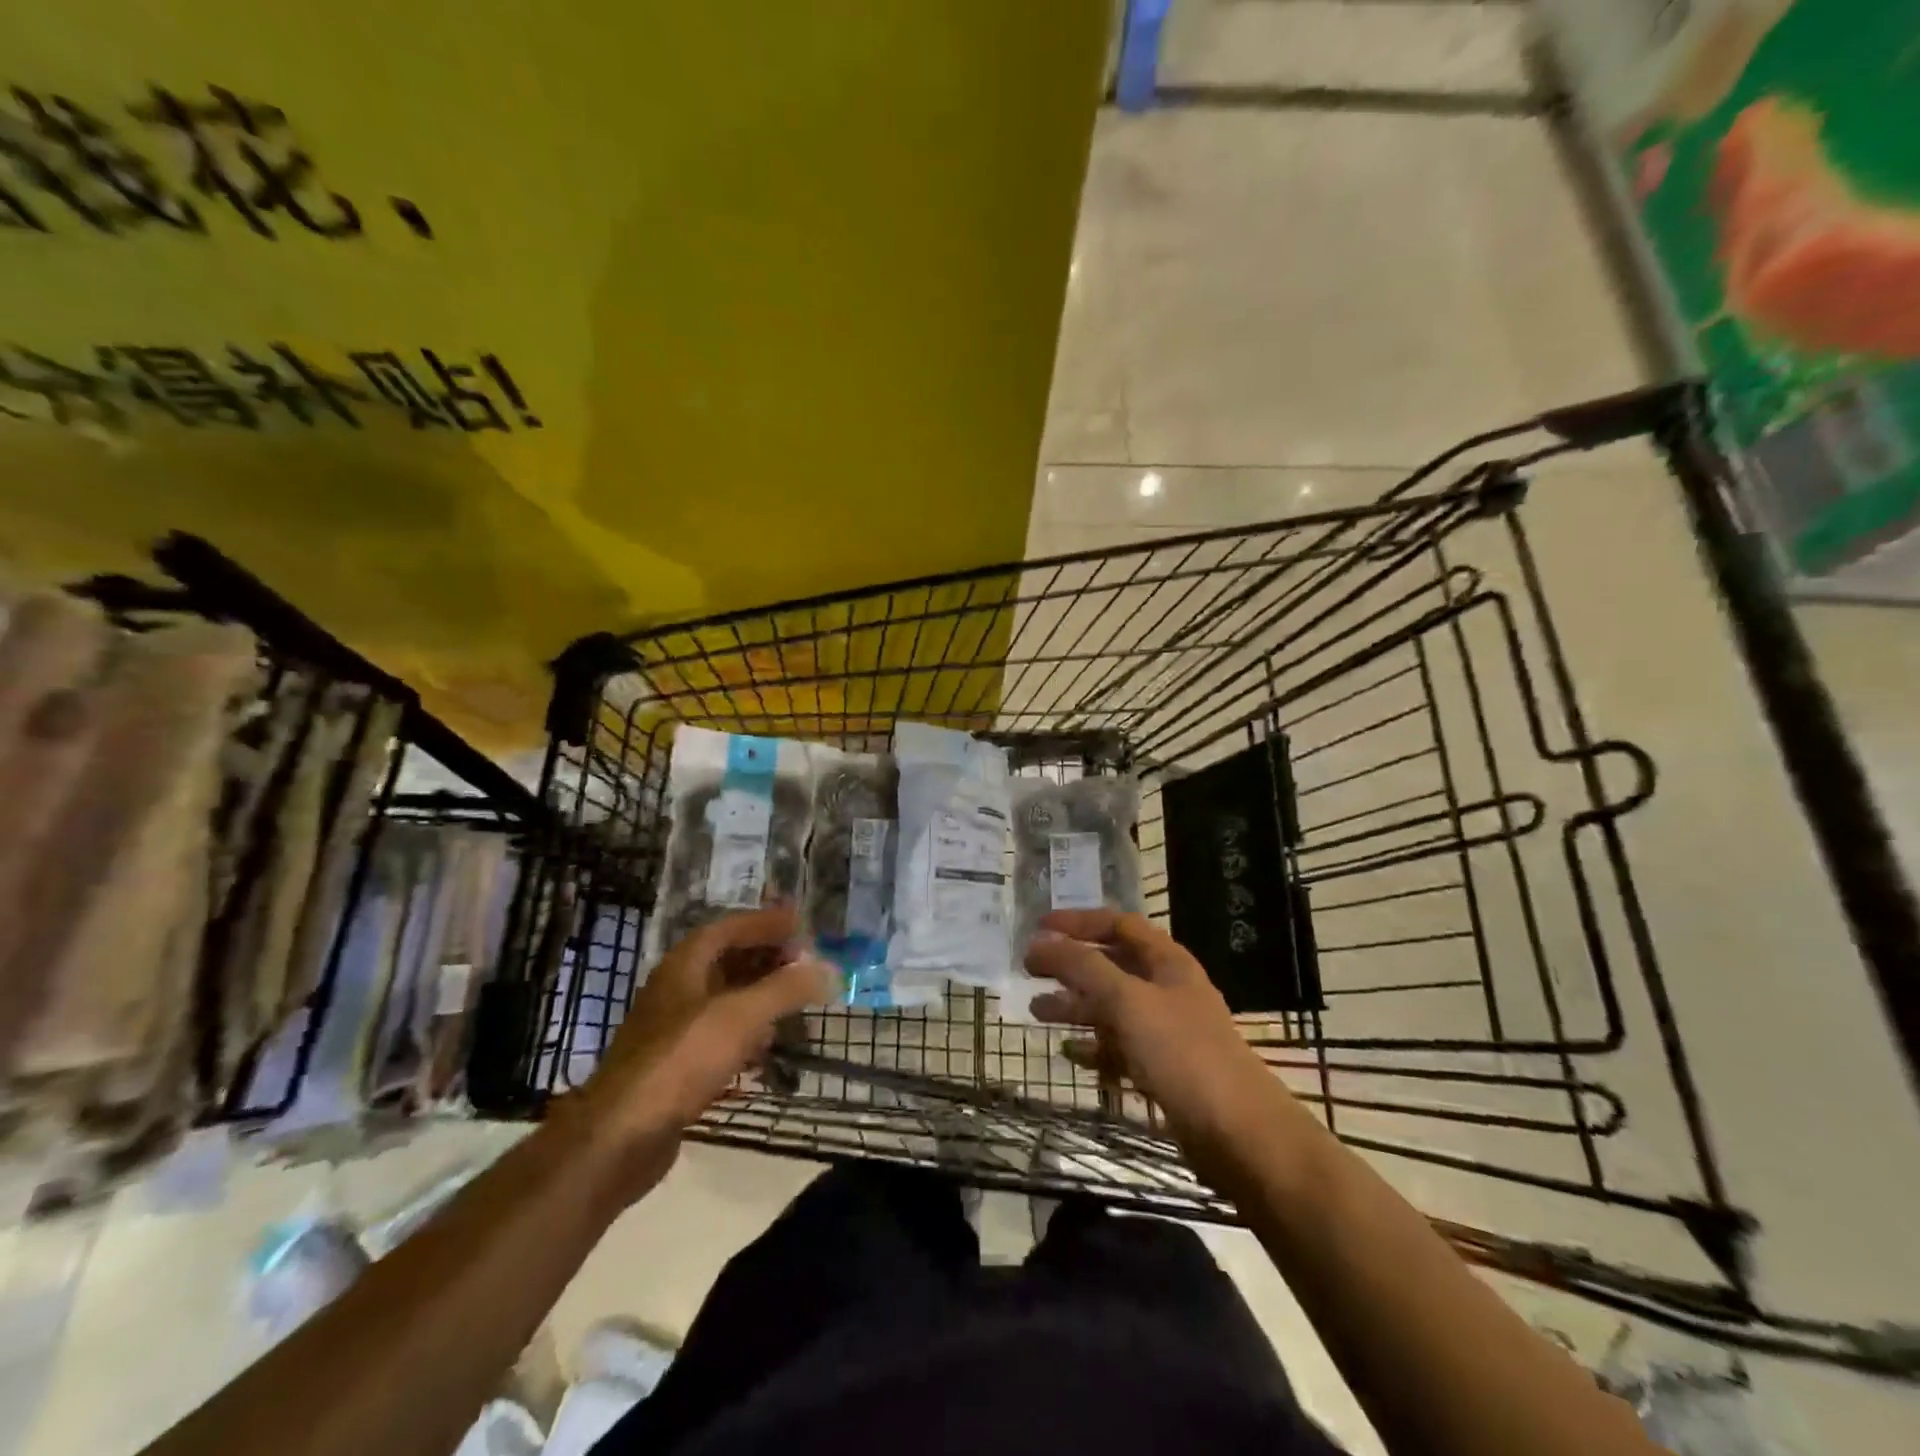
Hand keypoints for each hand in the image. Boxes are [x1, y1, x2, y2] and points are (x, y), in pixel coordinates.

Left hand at [569, 904, 830, 1200]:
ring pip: (724, 1000)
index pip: (729, 928)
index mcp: (684, 966)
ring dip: (760, 997)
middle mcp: (676, 990)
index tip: (801, 924)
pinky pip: (719, 1037)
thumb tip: (829, 969)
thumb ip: (787, 989)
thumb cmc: (682, 1060)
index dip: (765, 922)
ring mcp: (673, 1030)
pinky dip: (746, 1036)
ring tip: (794, 1003)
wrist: (621, 1136)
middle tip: (804, 963)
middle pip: (727, 961)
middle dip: (767, 959)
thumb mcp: (742, 1016)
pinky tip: (767, 1052)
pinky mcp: (675, 1067)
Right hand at [1025, 908, 1294, 1180]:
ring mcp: (1168, 1031)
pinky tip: (1070, 1054)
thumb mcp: (1127, 1000)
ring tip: (1036, 1011)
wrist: (1240, 1135)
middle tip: (1029, 971)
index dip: (1077, 922)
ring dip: (1076, 1005)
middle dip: (1071, 965)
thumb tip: (1039, 941)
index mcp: (1167, 961)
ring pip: (1113, 1007)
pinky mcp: (1165, 1070)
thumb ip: (1081, 967)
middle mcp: (1168, 989)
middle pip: (1112, 965)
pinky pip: (1121, 1047)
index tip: (1038, 930)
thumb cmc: (1182, 1054)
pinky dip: (1094, 1046)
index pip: (1117, 924)